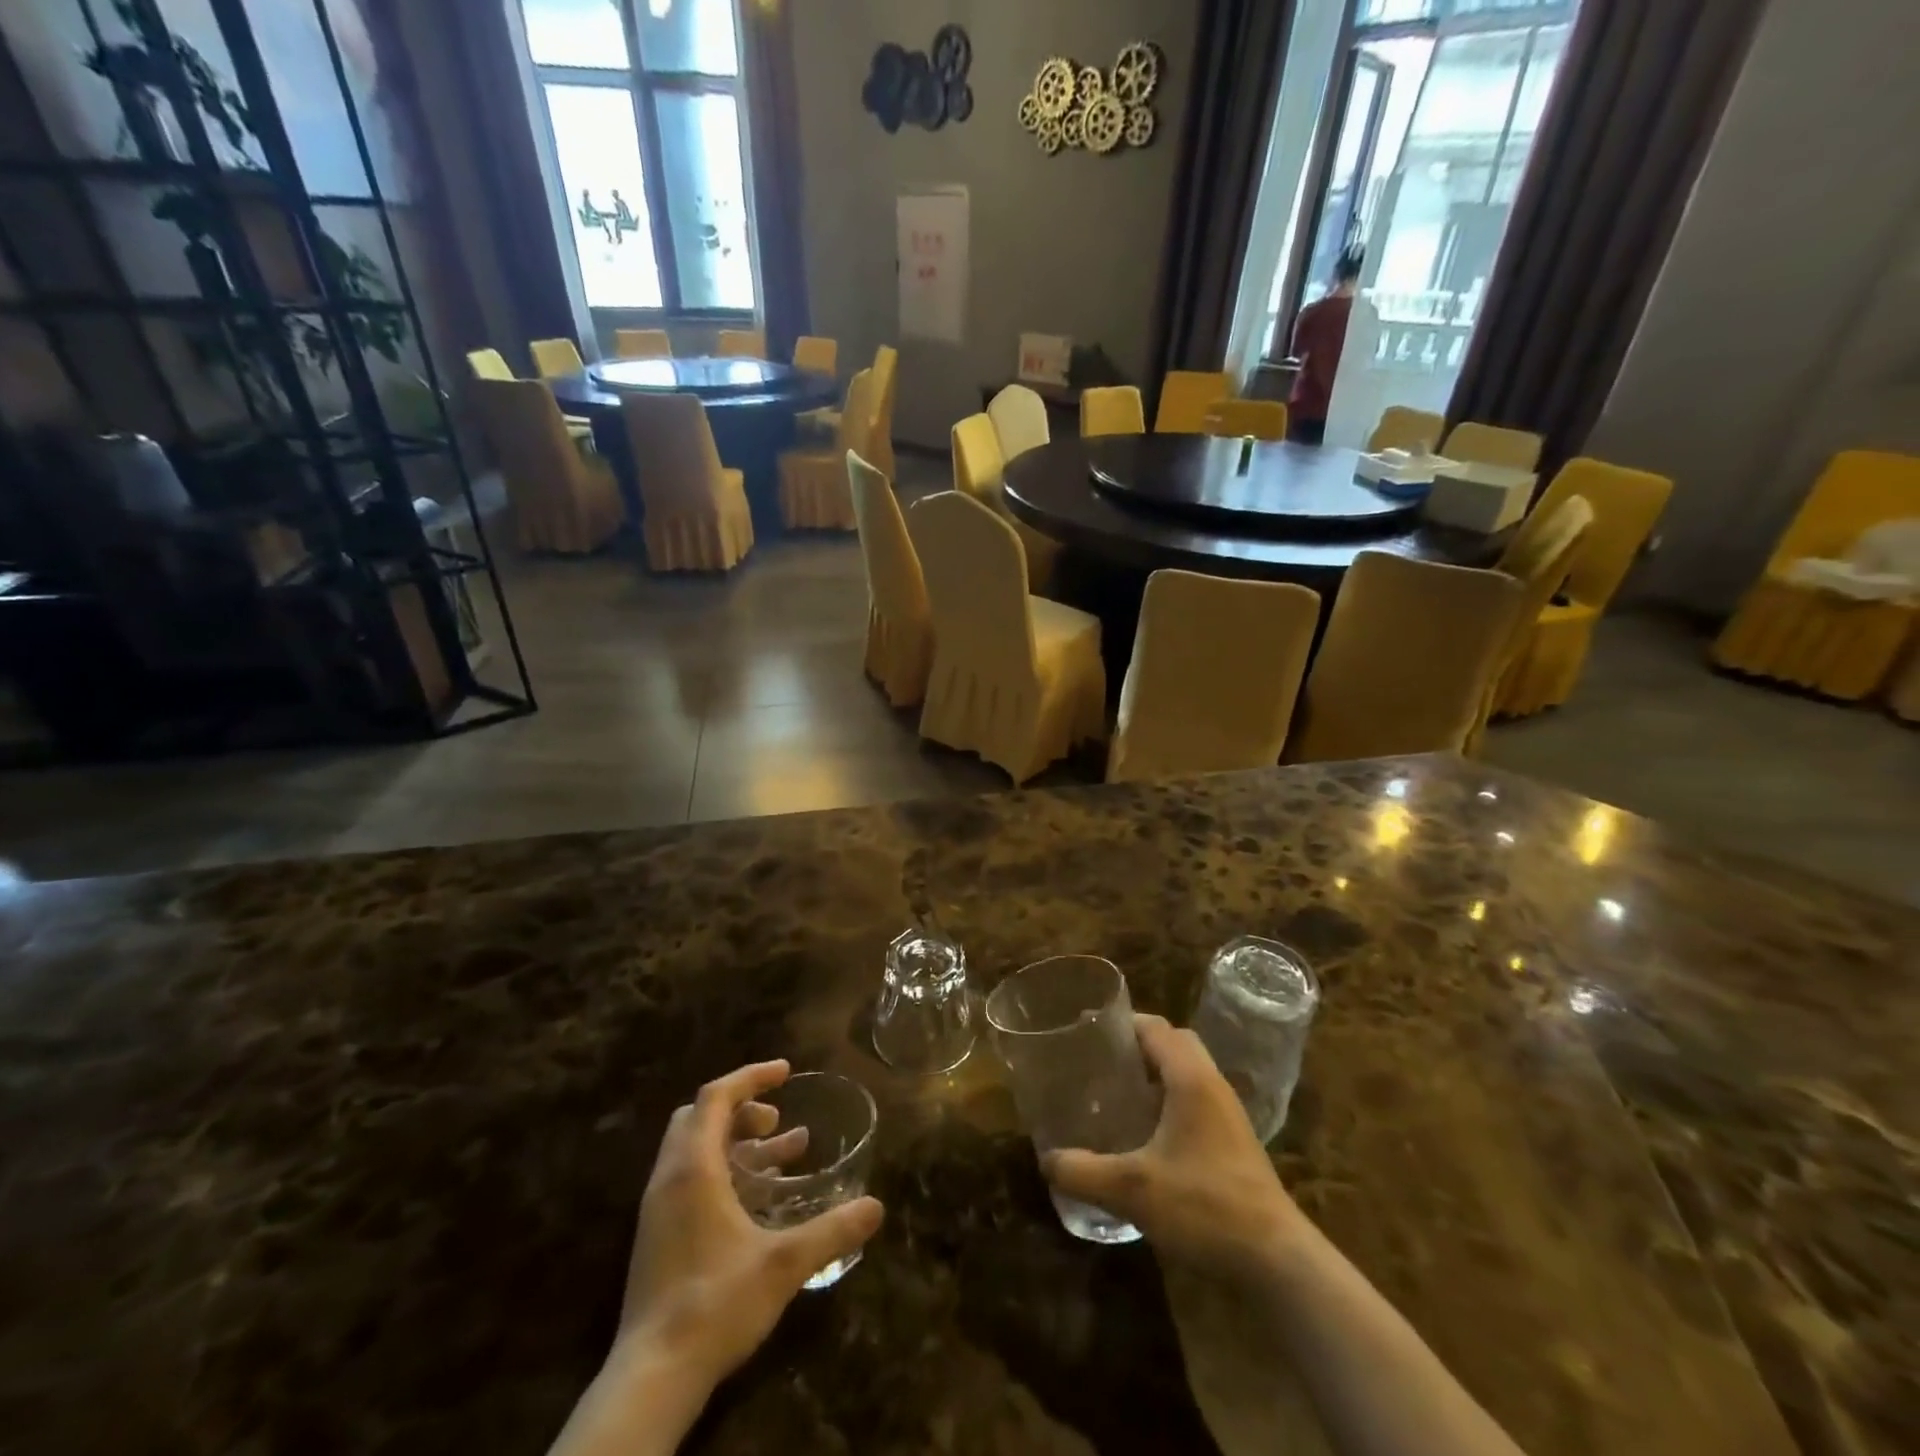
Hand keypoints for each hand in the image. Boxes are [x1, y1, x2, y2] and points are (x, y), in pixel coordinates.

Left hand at [617, 1060, 884, 1392]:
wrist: (652, 1377)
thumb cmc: (715, 1304)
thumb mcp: (783, 1264)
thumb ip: (831, 1231)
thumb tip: (876, 1206)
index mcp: (693, 1169)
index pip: (716, 1096)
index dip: (751, 1077)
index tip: (786, 1072)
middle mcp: (670, 1178)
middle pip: (700, 1117)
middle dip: (742, 1107)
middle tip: (777, 1119)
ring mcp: (659, 1209)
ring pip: (695, 1149)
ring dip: (737, 1141)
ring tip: (785, 1154)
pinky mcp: (659, 1237)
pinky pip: (691, 1179)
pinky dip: (725, 1170)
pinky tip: (758, 1201)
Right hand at [1043, 1015, 1302, 1277]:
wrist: (1276, 1261)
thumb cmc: (1204, 1207)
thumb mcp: (1133, 1189)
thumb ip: (1084, 1172)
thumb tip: (1047, 1160)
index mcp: (1191, 1079)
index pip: (1156, 1027)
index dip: (1122, 1023)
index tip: (1089, 1032)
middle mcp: (1212, 1085)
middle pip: (1175, 1043)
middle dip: (1139, 1045)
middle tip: (1103, 1063)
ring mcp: (1228, 1115)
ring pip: (1189, 1073)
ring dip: (1156, 1074)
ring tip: (1118, 1095)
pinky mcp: (1235, 1142)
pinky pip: (1197, 1101)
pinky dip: (1171, 1102)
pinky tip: (1147, 1136)